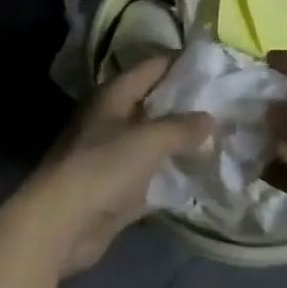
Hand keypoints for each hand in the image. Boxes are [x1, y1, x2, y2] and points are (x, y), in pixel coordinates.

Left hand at [15, 57, 211, 278]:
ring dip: (181, 141)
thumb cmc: (102, 168)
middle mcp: (113, 117)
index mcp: (114, 94)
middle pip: (155, 102)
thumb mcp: (147, 141)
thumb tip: (210, 118)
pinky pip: (152, 172)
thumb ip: (180, 128)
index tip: (215, 67)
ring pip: (155, 139)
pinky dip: (172, 172)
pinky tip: (201, 174)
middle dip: (187, 104)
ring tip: (221, 138)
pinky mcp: (118, 186)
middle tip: (225, 105)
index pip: (153, 67)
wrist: (61, 223)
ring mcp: (114, 153)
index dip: (182, 64)